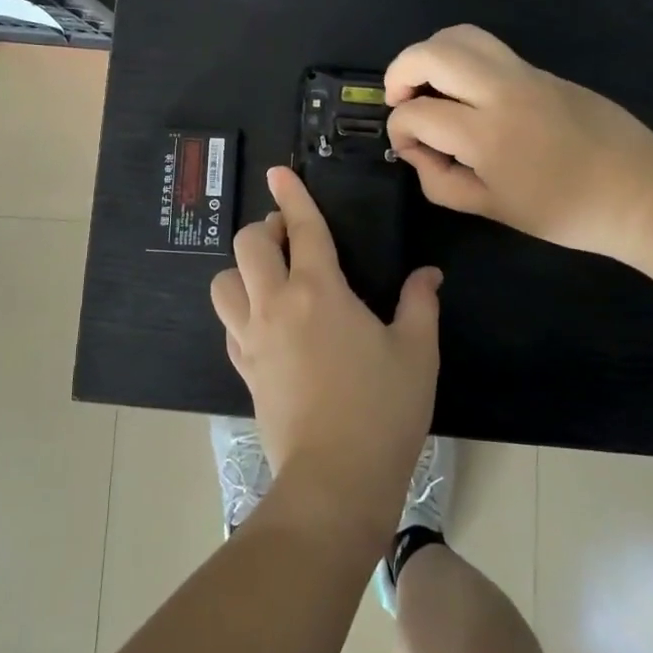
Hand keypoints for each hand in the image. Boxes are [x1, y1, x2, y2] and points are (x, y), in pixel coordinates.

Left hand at [211, 167, 440, 542]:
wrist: (334, 479)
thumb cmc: (382, 410)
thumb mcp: (416, 352)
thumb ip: (420, 304)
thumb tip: (427, 274)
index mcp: (319, 290)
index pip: (302, 228)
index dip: (292, 195)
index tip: (278, 172)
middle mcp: (276, 304)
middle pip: (248, 245)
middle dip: (265, 229)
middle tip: (290, 238)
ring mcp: (252, 337)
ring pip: (224, 282)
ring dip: (243, 270)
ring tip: (271, 278)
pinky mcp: (243, 367)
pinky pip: (229, 323)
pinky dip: (241, 310)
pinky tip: (265, 322)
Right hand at [384, 24, 652, 262]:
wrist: (639, 190)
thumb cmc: (564, 211)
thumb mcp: (492, 209)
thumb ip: (441, 181)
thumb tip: (418, 152)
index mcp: (486, 134)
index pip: (417, 113)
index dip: (400, 131)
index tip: (411, 150)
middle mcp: (500, 91)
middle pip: (432, 53)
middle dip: (400, 71)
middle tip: (398, 98)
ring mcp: (524, 73)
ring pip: (460, 35)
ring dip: (431, 54)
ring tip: (428, 85)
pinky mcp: (540, 69)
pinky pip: (488, 49)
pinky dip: (461, 60)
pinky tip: (466, 94)